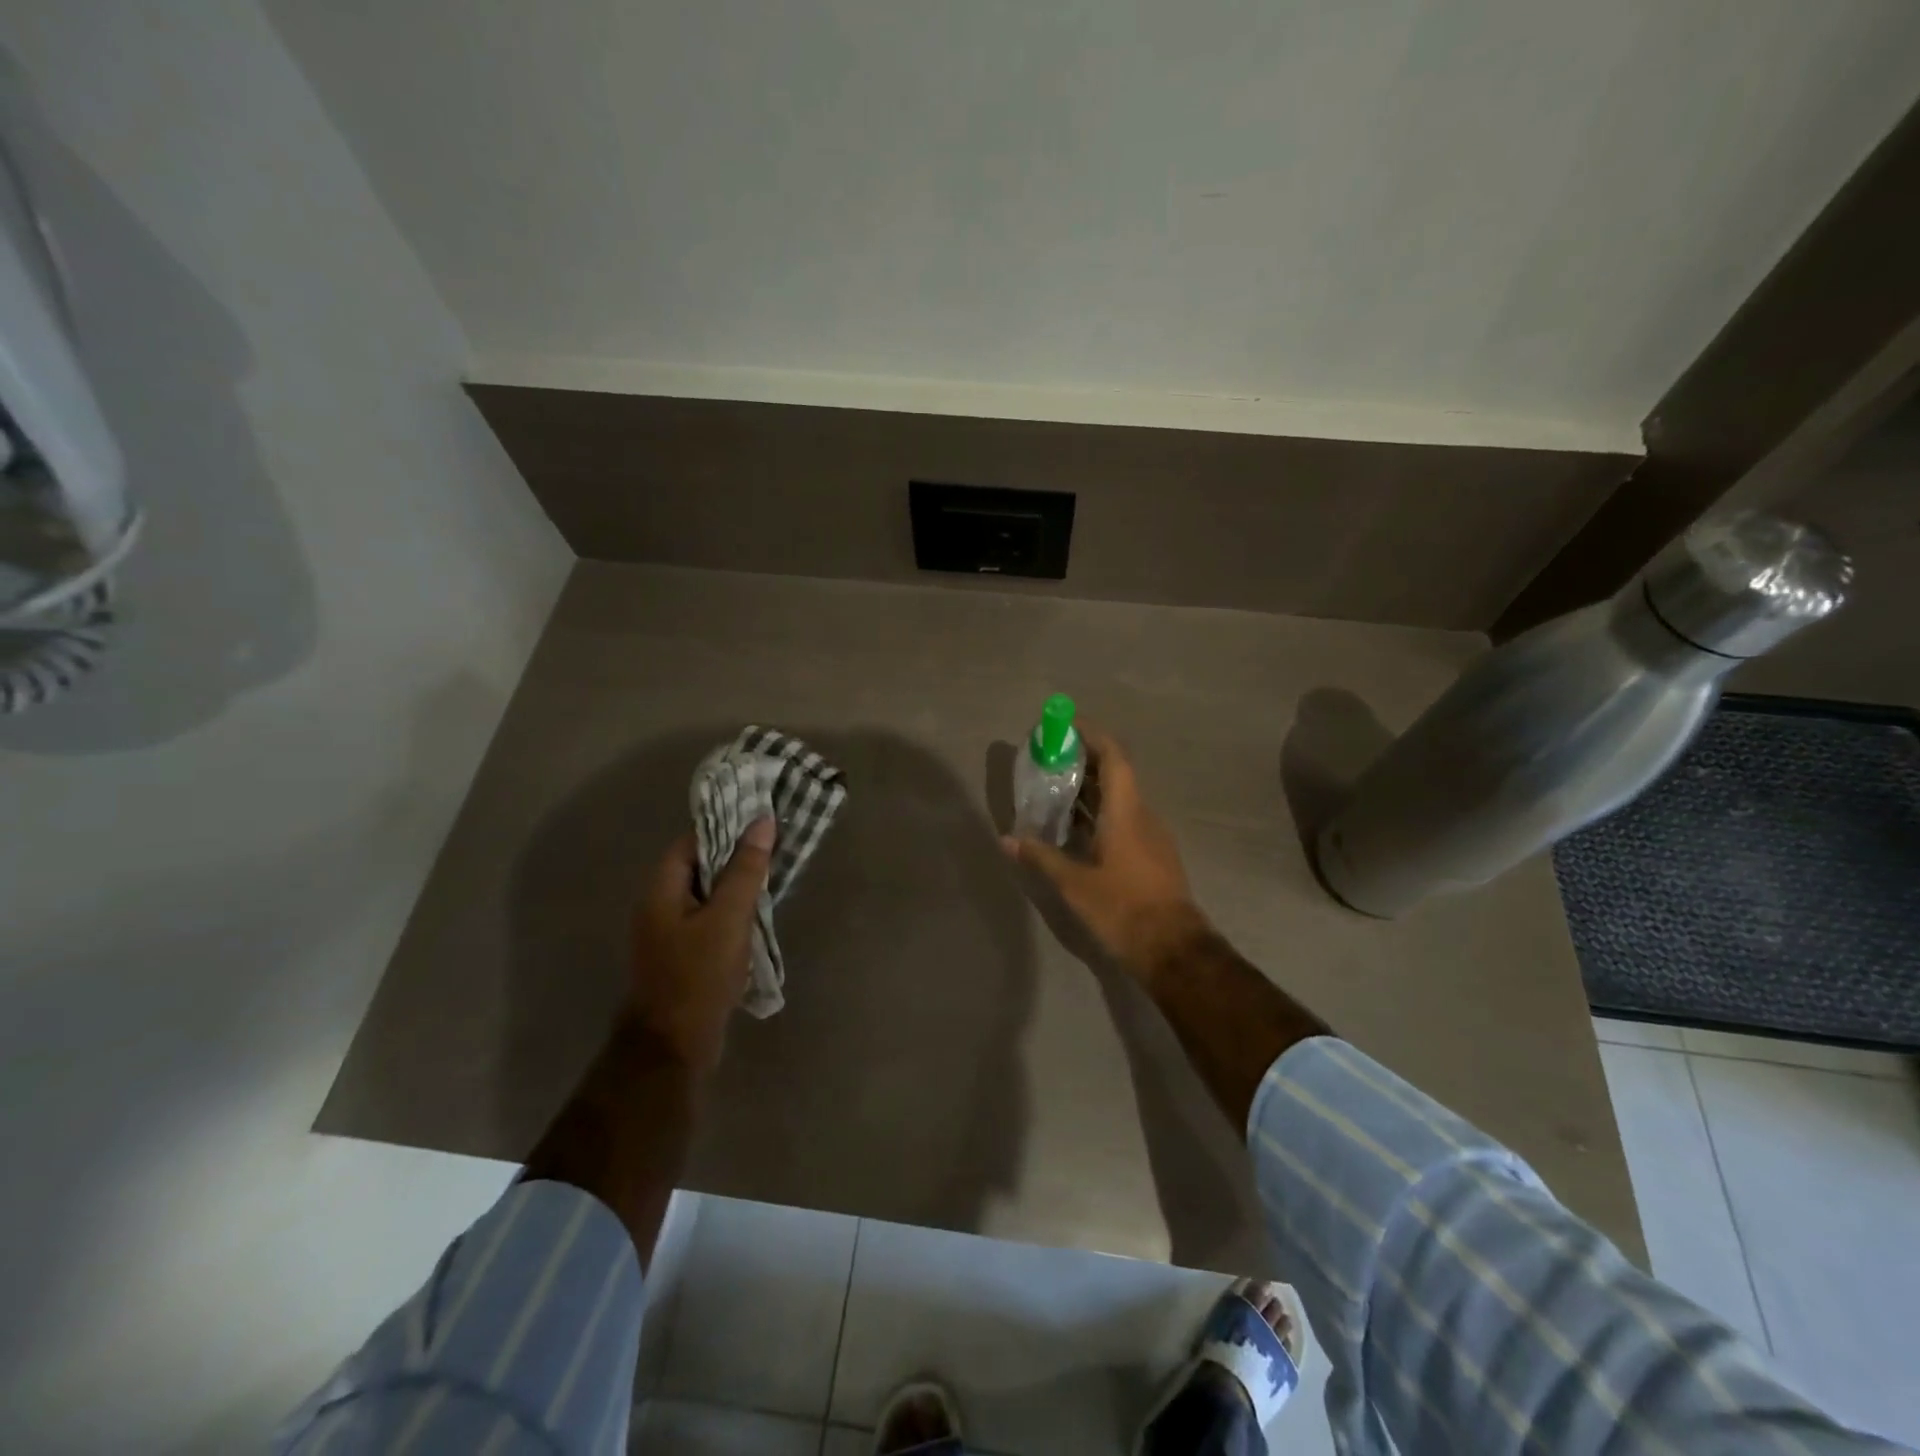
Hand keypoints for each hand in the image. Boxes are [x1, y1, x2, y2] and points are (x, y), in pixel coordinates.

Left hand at [628, 817, 773, 1070]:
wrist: (674, 1047)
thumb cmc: (699, 975)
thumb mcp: (728, 917)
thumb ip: (746, 869)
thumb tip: (762, 822)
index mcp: (661, 890)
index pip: (691, 842)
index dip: (724, 827)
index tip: (759, 820)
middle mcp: (659, 907)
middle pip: (698, 867)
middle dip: (735, 855)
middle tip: (774, 846)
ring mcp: (669, 935)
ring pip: (706, 895)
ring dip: (736, 885)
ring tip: (773, 876)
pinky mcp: (683, 957)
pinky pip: (709, 920)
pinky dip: (732, 912)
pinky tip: (757, 916)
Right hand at [1003, 725, 1207, 976]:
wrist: (1174, 949)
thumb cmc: (1124, 908)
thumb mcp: (1075, 884)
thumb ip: (1042, 856)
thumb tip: (1008, 839)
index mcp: (1126, 812)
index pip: (1114, 756)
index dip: (1091, 735)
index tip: (1065, 726)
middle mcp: (1142, 815)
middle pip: (1115, 773)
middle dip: (1083, 759)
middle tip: (1049, 757)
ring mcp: (1150, 835)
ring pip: (1118, 797)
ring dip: (1089, 787)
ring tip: (1054, 787)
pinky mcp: (1150, 854)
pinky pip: (1122, 818)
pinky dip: (1098, 811)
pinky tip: (1074, 826)